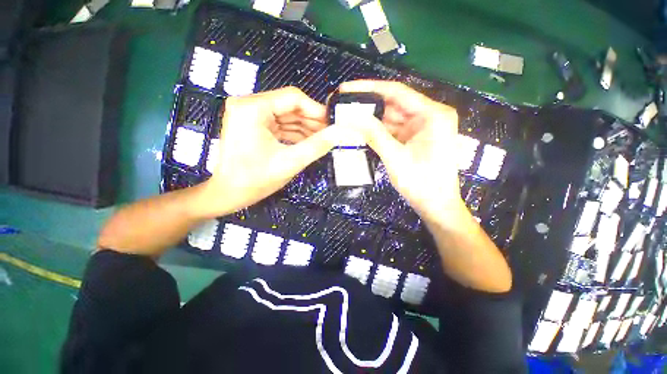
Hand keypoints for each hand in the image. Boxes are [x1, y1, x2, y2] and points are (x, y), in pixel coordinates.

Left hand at [200, 87, 346, 216]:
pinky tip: (309, 142)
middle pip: (289, 106)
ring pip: (286, 116)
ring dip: (305, 128)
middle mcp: (249, 104)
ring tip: (323, 139)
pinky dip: (295, 133)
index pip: (293, 97)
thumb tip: (339, 133)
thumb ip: (317, 145)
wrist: (228, 193)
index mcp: (252, 108)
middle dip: (312, 121)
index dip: (316, 110)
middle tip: (330, 133)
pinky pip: (280, 125)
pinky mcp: (253, 125)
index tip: (332, 122)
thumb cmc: (255, 179)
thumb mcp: (290, 162)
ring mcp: (250, 114)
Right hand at [339, 80, 464, 223]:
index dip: (369, 88)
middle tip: (343, 104)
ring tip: (348, 117)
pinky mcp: (415, 138)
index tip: (346, 89)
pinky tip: (361, 129)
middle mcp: (429, 115)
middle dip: (368, 105)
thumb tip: (351, 118)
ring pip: (391, 117)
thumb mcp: (395, 158)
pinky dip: (378, 131)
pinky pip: (393, 129)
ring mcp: (422, 127)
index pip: (397, 92)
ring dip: (371, 119)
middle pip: (393, 104)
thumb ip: (374, 135)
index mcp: (432, 114)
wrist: (436, 205)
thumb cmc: (422, 183)